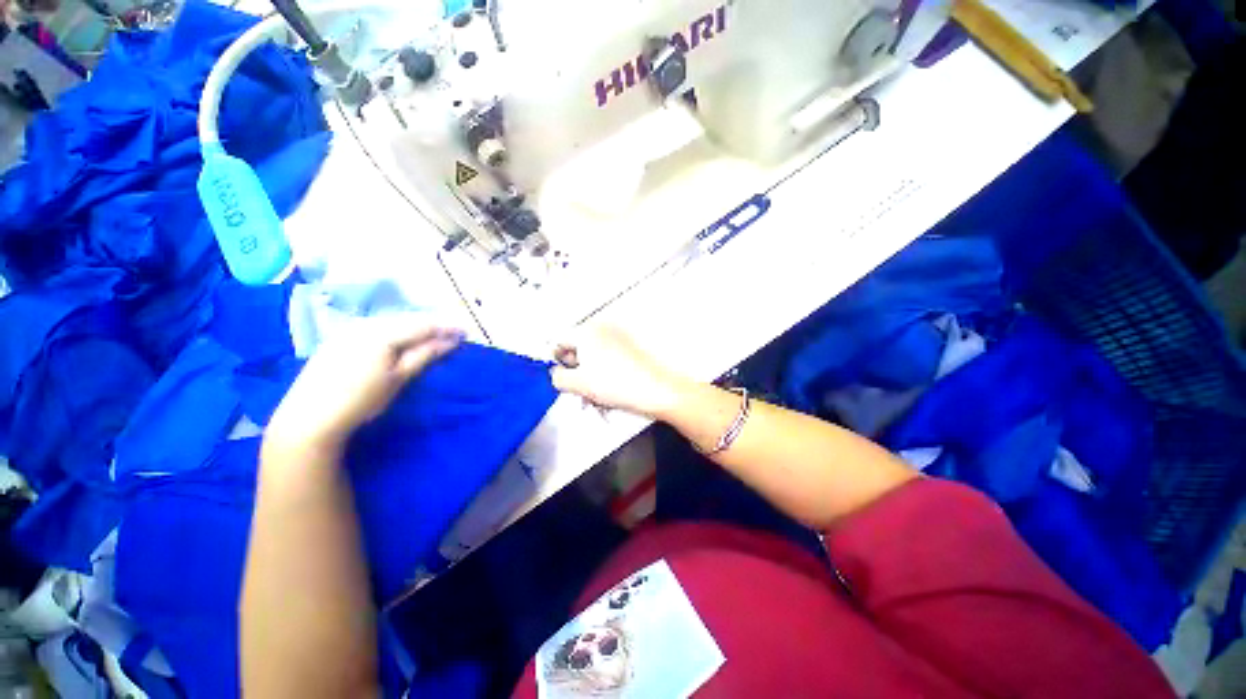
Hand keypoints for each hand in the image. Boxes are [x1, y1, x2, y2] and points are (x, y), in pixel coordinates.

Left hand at [266, 320, 463, 453]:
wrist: (308, 418)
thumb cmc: (360, 400)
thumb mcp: (399, 378)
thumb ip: (425, 355)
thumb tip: (451, 341)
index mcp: (381, 332)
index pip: (422, 324)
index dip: (445, 327)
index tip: (465, 332)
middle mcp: (364, 324)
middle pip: (406, 319)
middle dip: (430, 326)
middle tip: (450, 335)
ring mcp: (348, 330)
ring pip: (390, 322)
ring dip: (412, 328)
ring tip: (430, 338)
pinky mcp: (338, 339)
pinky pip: (375, 328)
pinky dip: (394, 332)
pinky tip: (400, 341)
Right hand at [551, 326, 688, 417]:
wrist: (658, 389)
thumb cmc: (619, 383)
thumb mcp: (579, 384)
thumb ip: (558, 378)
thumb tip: (556, 374)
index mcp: (587, 331)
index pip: (560, 341)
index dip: (557, 360)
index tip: (561, 376)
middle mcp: (603, 327)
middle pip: (578, 346)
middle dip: (576, 367)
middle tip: (580, 386)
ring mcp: (620, 335)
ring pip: (595, 352)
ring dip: (591, 370)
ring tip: (598, 391)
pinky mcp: (632, 345)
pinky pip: (611, 354)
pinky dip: (607, 367)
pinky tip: (612, 386)